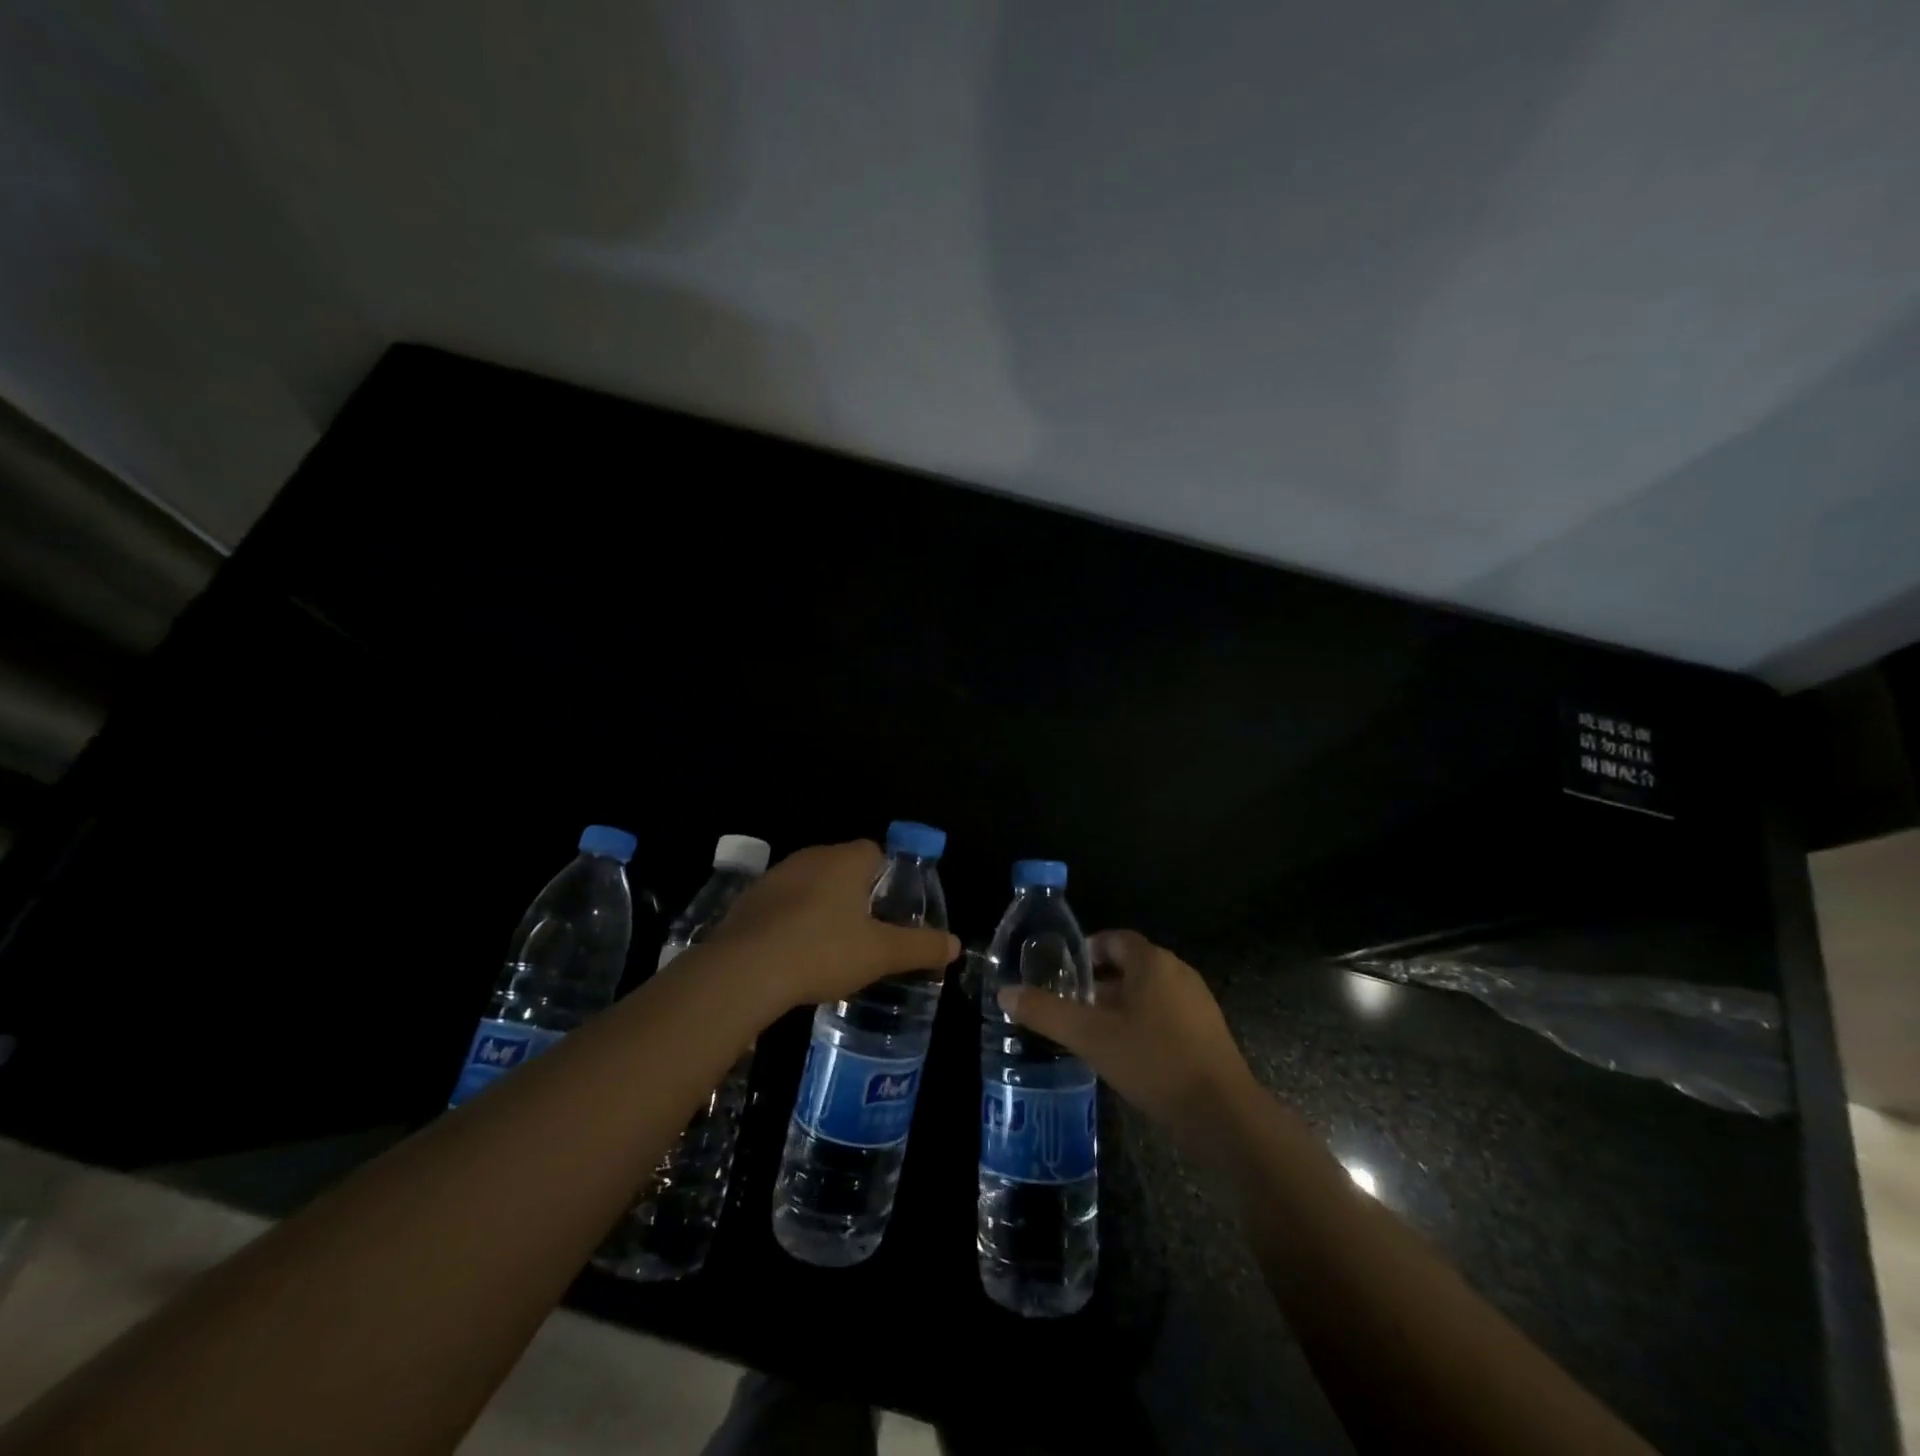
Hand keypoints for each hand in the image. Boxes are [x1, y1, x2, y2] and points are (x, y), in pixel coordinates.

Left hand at [707, 841, 959, 1011]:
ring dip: (822, 907)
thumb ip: (920, 946)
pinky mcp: (749, 901)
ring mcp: (775, 877)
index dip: (887, 877)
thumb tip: (955, 944)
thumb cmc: (822, 951)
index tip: (890, 910)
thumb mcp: (881, 953)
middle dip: (856, 894)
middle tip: (866, 932)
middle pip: (842, 867)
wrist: (743, 971)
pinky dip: (792, 922)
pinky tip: (794, 954)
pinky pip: (782, 904)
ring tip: (831, 947)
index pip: (875, 852)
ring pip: (810, 885)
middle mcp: (811, 857)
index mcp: (845, 860)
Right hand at [1000, 929, 1256, 1138]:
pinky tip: (1128, 1053)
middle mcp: (1178, 972)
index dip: (1088, 951)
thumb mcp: (1090, 1037)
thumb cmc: (1153, 1062)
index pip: (1115, 939)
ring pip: (1149, 991)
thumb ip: (1046, 1012)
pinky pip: (1167, 1013)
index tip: (1065, 974)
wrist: (1222, 1114)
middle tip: (1072, 1004)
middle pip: (1132, 964)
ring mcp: (1198, 1002)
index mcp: (1152, 962)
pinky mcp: (1208, 1031)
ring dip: (1121, 1003)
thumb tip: (1005, 992)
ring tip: (1094, 1031)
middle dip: (1100, 980)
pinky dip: (1143, 1022)